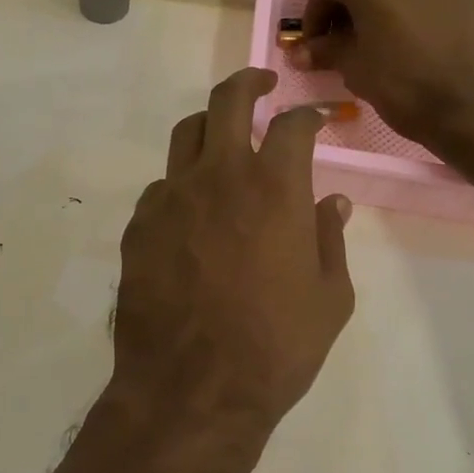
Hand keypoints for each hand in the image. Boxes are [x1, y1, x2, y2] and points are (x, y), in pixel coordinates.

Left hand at [110, 68, 355, 459]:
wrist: (191, 389)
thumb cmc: (275, 347)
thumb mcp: (328, 298)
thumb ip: (330, 239)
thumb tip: (333, 201)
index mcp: (273, 188)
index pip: (293, 126)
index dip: (309, 115)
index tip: (316, 118)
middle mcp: (219, 176)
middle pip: (227, 101)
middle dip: (248, 82)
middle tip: (261, 84)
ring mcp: (171, 196)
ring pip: (186, 133)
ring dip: (210, 126)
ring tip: (224, 139)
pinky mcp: (140, 223)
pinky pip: (163, 185)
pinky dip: (183, 183)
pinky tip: (193, 211)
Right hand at [292, 0, 473, 150]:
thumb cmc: (404, 85)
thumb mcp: (354, 70)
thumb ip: (326, 51)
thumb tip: (301, 53)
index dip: (313, 15)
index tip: (314, 44)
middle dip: (350, 10)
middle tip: (345, 43)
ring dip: (386, 10)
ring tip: (385, 45)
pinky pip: (434, 0)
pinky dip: (419, 16)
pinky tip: (422, 47)